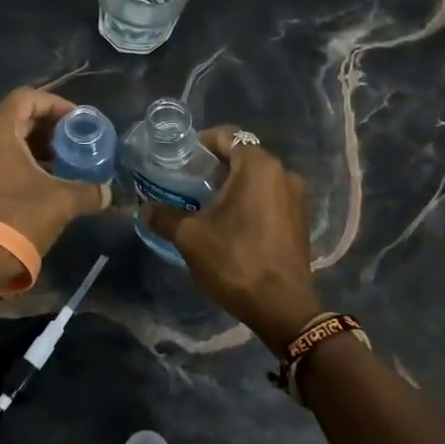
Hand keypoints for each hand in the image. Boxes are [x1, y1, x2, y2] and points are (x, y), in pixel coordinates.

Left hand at [0, 88, 109, 255]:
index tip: (77, 123)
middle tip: (72, 145)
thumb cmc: (17, 218)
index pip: (27, 98)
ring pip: (2, 142)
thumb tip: (108, 193)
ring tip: (59, 168)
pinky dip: (15, 166)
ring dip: (32, 150)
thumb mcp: (61, 202)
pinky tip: (37, 187)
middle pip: (14, 119)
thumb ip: (88, 191)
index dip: (55, 105)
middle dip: (47, 130)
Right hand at [141, 127, 322, 355]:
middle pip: (243, 156)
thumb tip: (144, 209)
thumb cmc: (235, 260)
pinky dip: (250, 201)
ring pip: (258, 178)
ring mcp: (296, 197)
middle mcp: (283, 173)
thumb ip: (164, 217)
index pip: (227, 136)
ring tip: (205, 205)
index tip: (180, 160)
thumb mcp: (190, 237)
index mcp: (258, 166)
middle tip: (187, 183)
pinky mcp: (300, 220)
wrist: (282, 307)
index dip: (201, 144)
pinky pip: (270, 197)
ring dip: (233, 185)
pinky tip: (231, 223)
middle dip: (215, 166)